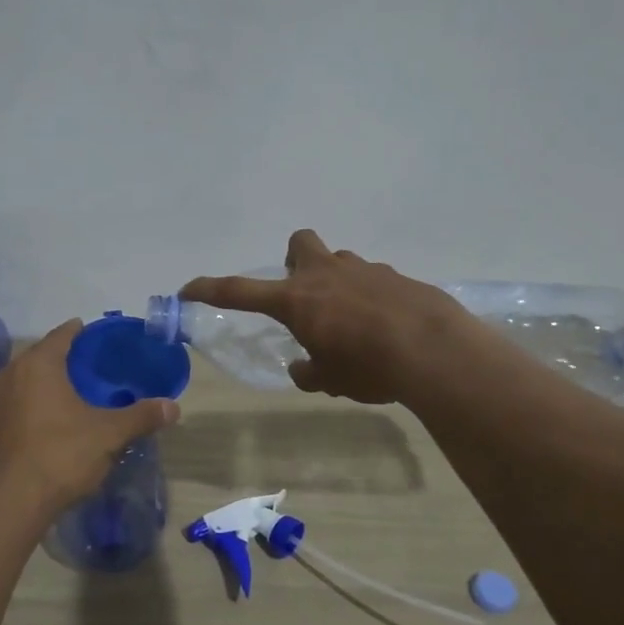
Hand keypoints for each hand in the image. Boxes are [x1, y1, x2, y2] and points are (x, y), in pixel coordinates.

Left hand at [0, 320, 180, 514]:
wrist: (9, 502)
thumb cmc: (60, 454)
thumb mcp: (109, 434)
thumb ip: (141, 416)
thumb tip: (173, 407)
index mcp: (38, 364)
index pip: (62, 334)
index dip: (82, 332)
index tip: (100, 336)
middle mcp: (11, 374)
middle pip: (43, 356)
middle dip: (68, 359)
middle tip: (97, 367)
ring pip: (29, 380)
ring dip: (51, 382)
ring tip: (80, 392)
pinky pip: (20, 402)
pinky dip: (38, 403)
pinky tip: (58, 419)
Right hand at [180, 230, 468, 403]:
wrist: (435, 350)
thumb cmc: (369, 367)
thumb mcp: (330, 381)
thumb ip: (309, 371)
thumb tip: (304, 368)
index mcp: (297, 300)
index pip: (239, 291)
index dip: (209, 289)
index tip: (188, 290)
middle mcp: (325, 275)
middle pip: (298, 244)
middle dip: (294, 261)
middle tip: (304, 295)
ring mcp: (364, 270)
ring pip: (339, 262)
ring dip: (336, 284)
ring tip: (352, 322)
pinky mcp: (396, 277)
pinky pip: (372, 280)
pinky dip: (370, 298)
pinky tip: (385, 327)